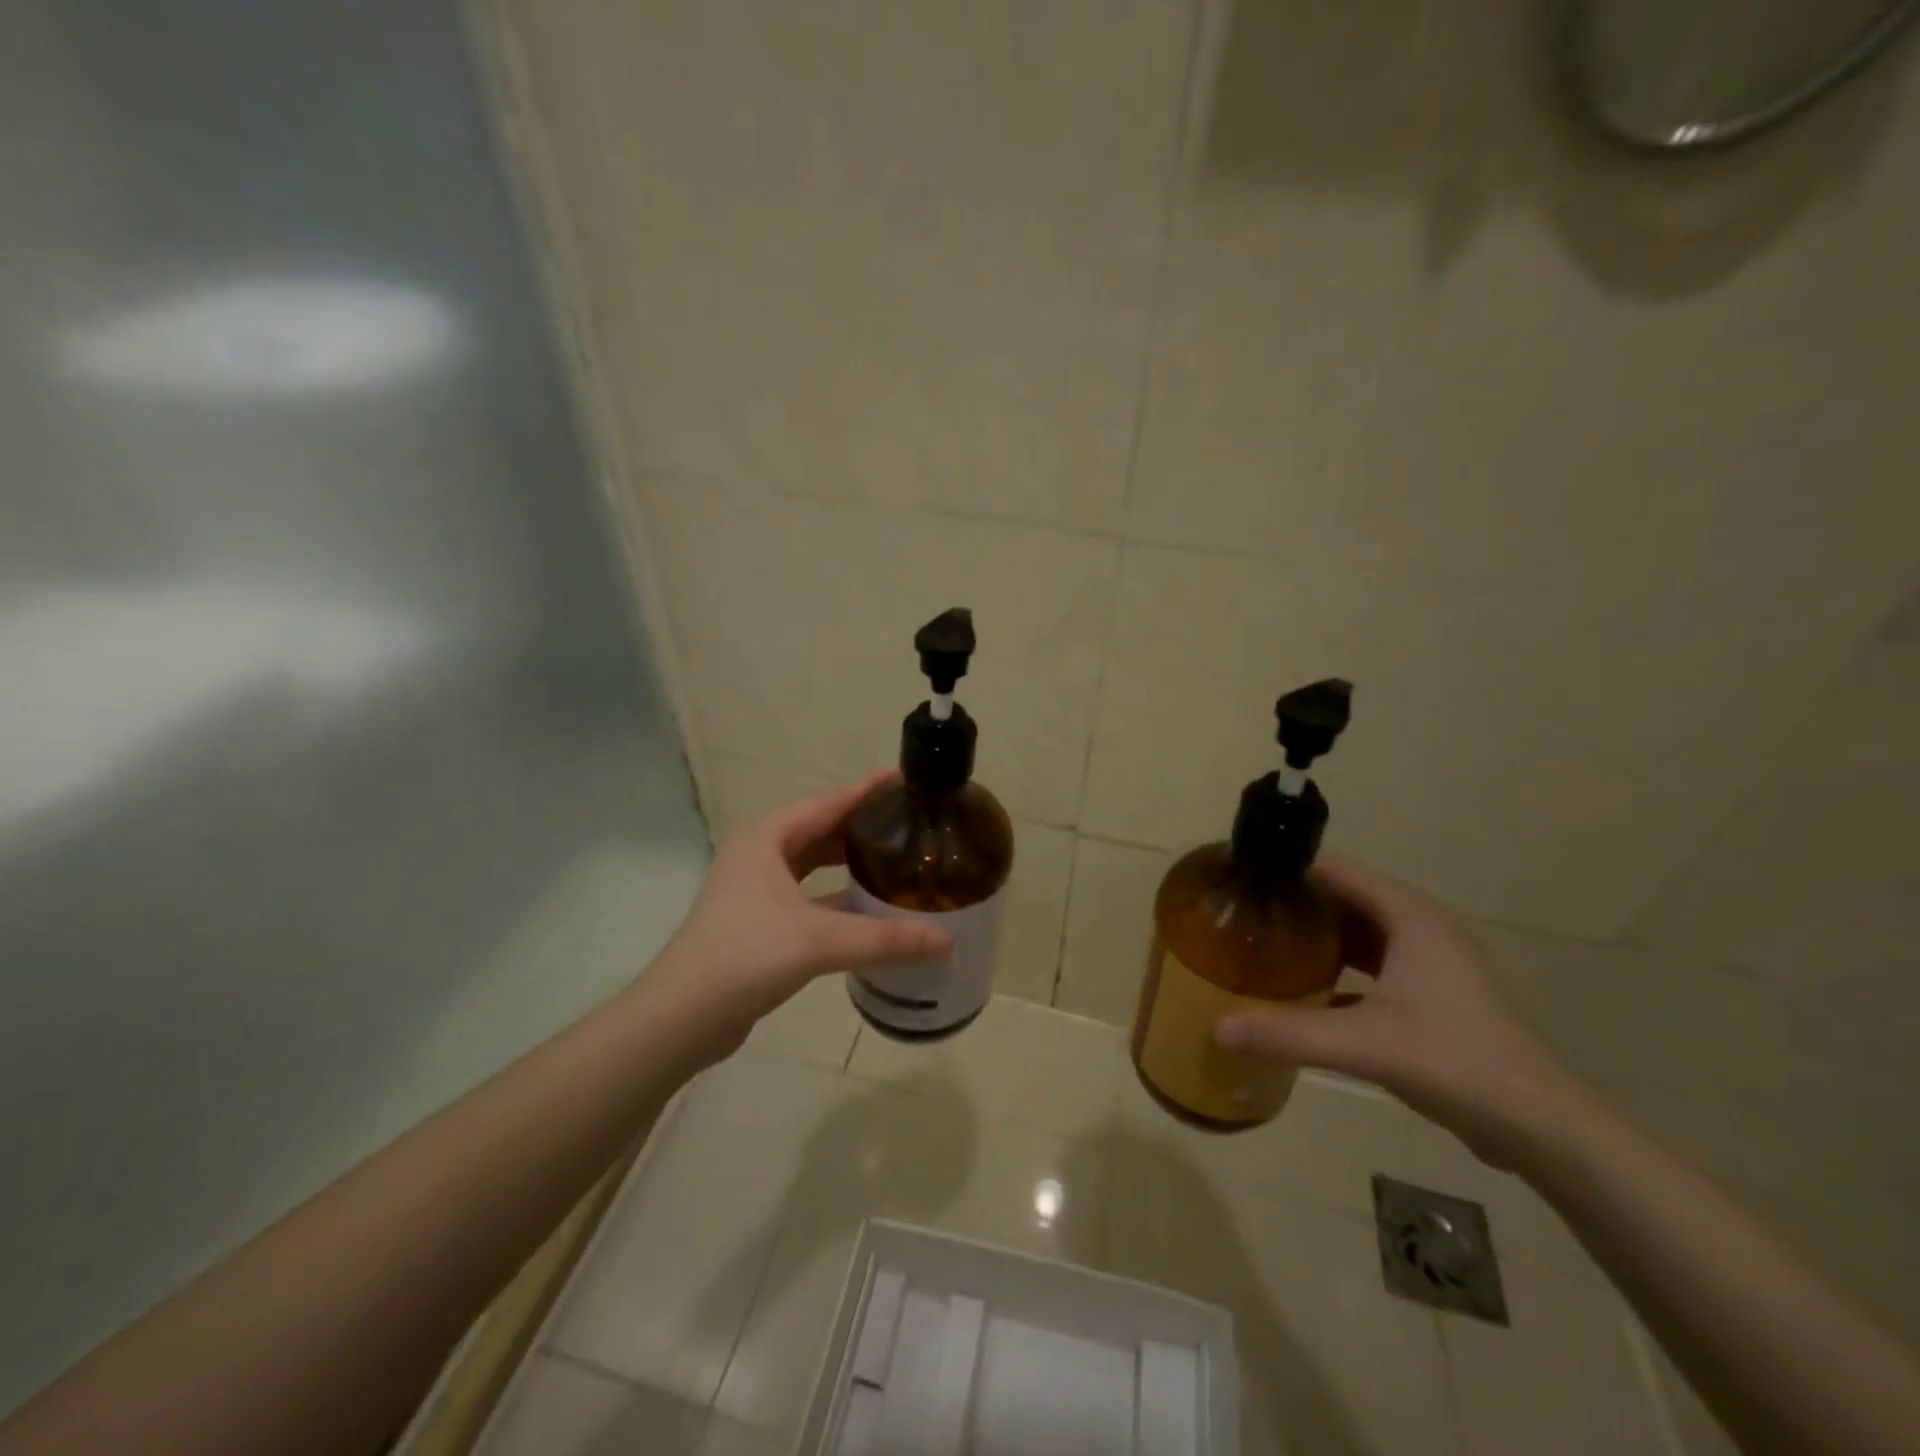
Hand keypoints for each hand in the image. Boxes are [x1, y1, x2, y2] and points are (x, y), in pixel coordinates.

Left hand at [638, 770, 949, 1061]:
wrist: (683, 1017)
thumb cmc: (745, 957)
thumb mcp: (818, 940)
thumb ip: (883, 938)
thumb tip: (946, 941)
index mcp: (767, 838)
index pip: (828, 802)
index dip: (867, 791)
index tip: (907, 780)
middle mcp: (761, 855)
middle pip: (823, 830)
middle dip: (864, 826)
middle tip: (912, 825)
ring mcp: (758, 890)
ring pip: (816, 865)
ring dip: (852, 863)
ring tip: (900, 861)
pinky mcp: (762, 923)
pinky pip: (812, 897)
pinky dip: (840, 898)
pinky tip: (872, 909)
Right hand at [1214, 856, 1578, 1167]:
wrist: (1540, 1126)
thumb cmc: (1454, 1061)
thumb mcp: (1363, 1043)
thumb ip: (1286, 1032)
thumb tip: (1216, 1028)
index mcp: (1410, 917)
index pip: (1339, 871)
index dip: (1291, 869)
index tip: (1243, 876)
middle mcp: (1422, 928)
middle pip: (1348, 898)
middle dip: (1298, 903)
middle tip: (1244, 913)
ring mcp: (1433, 963)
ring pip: (1362, 933)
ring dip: (1320, 935)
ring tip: (1267, 943)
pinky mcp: (1436, 996)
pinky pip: (1375, 965)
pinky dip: (1341, 968)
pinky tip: (1306, 990)